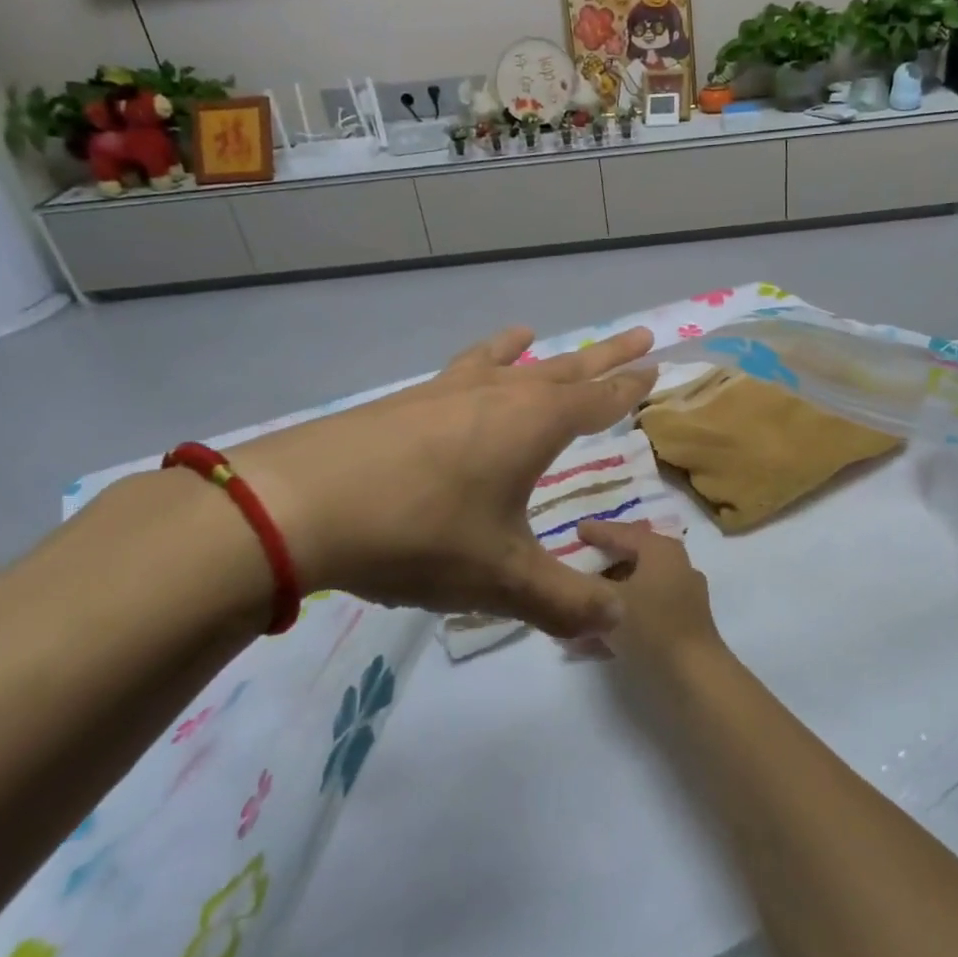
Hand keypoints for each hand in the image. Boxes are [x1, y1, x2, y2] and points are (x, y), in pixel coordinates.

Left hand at [226, 326, 655, 637]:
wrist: (302, 503)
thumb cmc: (420, 534)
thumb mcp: (501, 579)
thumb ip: (564, 602)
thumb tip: (618, 622)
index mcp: (535, 425)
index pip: (599, 401)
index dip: (631, 388)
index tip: (656, 367)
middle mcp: (500, 396)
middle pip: (566, 369)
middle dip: (605, 357)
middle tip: (639, 335)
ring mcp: (449, 392)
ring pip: (508, 363)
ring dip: (535, 353)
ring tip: (537, 334)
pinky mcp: (406, 402)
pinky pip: (459, 371)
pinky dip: (477, 362)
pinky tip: (468, 368)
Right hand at [575, 519, 725, 675]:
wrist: (693, 677)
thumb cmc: (650, 626)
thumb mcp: (607, 601)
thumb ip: (585, 585)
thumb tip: (570, 579)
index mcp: (661, 551)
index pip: (623, 533)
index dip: (598, 531)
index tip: (577, 530)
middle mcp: (676, 567)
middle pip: (632, 559)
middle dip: (602, 566)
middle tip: (577, 564)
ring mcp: (682, 598)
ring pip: (636, 590)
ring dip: (606, 599)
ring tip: (578, 607)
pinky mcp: (681, 626)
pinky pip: (642, 614)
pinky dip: (619, 620)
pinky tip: (590, 640)